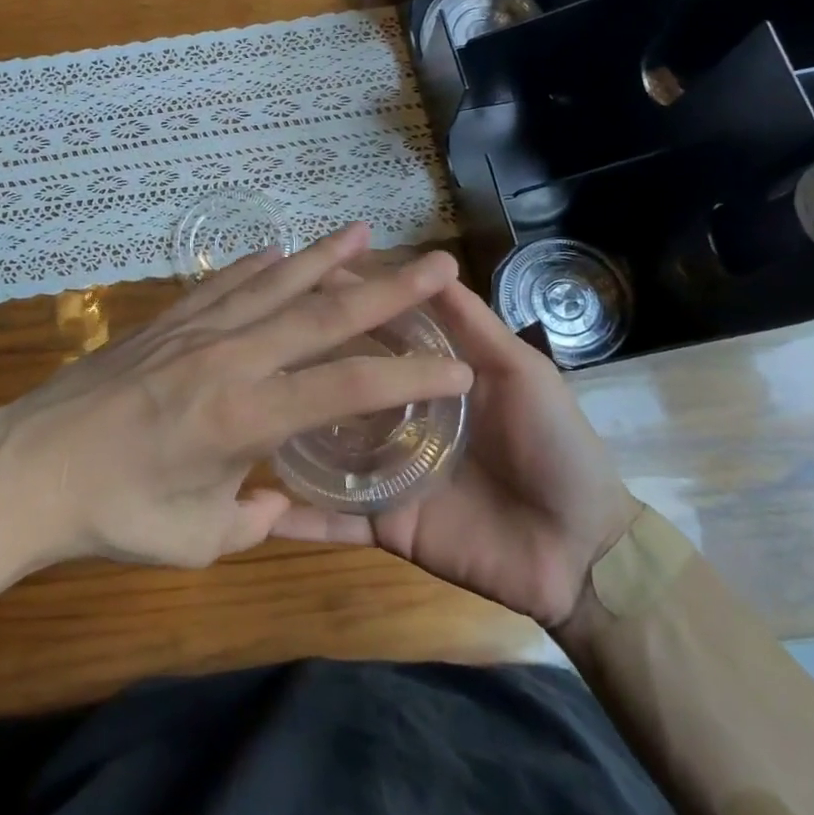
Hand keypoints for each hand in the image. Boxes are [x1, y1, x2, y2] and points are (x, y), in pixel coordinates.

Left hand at [0, 224, 473, 570]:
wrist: (27, 469)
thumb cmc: (112, 515)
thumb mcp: (195, 539)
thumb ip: (252, 521)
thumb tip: (280, 507)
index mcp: (246, 418)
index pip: (347, 389)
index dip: (409, 377)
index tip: (460, 368)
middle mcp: (230, 358)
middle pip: (321, 315)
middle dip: (387, 289)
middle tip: (436, 261)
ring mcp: (194, 331)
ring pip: (273, 284)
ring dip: (323, 258)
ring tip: (364, 231)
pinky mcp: (164, 323)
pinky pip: (221, 284)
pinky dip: (255, 266)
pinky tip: (277, 253)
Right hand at [272, 276, 638, 629]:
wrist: (580, 550)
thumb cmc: (554, 447)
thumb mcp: (519, 371)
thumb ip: (471, 324)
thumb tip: (430, 264)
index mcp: (424, 379)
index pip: (372, 334)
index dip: (340, 307)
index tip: (294, 283)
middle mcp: (394, 418)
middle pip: (338, 386)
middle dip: (298, 365)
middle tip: (244, 342)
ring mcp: (384, 471)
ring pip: (323, 449)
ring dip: (283, 433)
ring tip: (233, 409)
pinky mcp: (384, 523)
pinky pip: (334, 520)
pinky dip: (297, 519)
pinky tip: (254, 506)